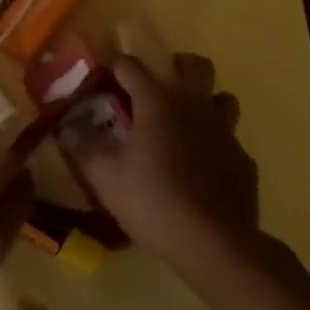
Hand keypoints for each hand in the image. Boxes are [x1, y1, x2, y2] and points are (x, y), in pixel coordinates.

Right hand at [67, 53, 257, 280]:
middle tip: (156, 87)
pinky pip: (230, 140)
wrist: (214, 243)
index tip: (102, 77)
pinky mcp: (244, 161)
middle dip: (176, 66)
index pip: (132, 66)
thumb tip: (66, 123)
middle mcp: (195, 106)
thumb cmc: (152, 200)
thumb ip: (81, 143)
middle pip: (195, 65)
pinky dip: (214, 144)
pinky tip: (201, 167)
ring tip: (183, 123)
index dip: (114, 67)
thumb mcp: (103, 174)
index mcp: (158, 102)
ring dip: (204, 101)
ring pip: (221, 98)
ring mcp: (225, 132)